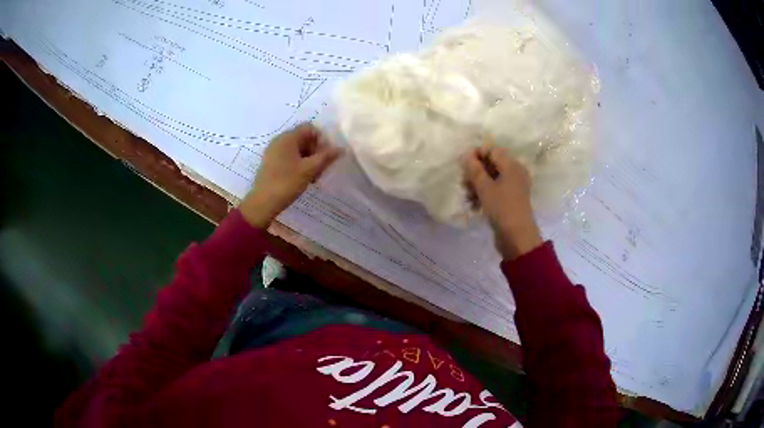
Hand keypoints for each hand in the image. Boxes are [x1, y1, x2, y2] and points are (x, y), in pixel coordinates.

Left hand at [240, 123, 341, 227]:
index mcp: (288, 137)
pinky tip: (303, 178)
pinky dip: (299, 164)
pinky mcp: (271, 162)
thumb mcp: (309, 170)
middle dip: (316, 151)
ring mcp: (273, 151)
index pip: (310, 128)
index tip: (325, 157)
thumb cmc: (286, 183)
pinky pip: (289, 157)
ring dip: (309, 160)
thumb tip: (341, 148)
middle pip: (304, 138)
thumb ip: (326, 157)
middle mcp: (279, 140)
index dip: (321, 139)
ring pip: (297, 149)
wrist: (262, 203)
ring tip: (313, 177)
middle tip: (321, 169)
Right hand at [462, 144, 542, 259]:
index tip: (463, 166)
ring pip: (491, 179)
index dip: (476, 154)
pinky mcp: (510, 200)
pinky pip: (494, 191)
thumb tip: (465, 154)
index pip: (492, 150)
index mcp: (512, 165)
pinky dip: (484, 195)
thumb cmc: (502, 208)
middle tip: (463, 183)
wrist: (517, 238)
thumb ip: (474, 169)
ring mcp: (513, 187)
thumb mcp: (485, 187)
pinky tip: (474, 205)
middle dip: (475, 172)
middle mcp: (515, 173)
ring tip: (467, 197)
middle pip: (491, 164)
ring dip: (477, 185)